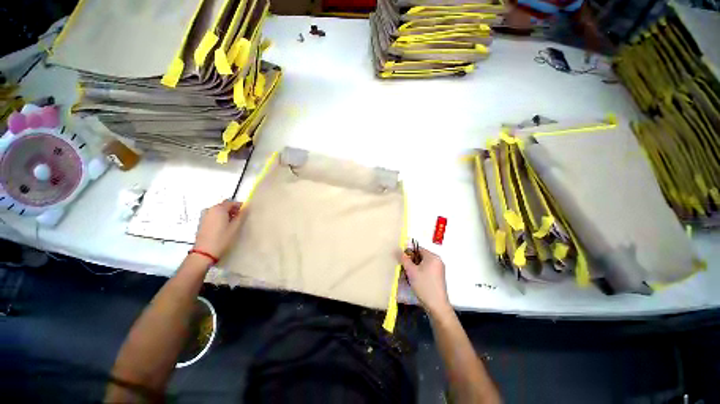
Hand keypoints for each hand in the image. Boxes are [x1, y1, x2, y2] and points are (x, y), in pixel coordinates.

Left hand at [193, 201, 244, 259]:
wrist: (204, 252)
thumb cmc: (222, 238)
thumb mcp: (235, 227)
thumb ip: (242, 215)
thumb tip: (246, 207)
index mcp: (219, 208)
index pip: (232, 202)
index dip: (240, 206)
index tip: (245, 212)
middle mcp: (210, 209)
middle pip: (224, 205)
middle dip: (233, 209)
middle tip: (240, 218)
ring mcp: (204, 215)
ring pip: (218, 210)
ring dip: (226, 214)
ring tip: (232, 223)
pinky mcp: (202, 222)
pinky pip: (213, 215)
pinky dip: (220, 218)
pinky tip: (223, 227)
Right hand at [400, 246, 451, 317]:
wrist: (437, 306)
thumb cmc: (424, 285)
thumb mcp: (411, 271)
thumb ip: (404, 259)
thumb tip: (397, 250)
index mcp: (433, 256)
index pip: (417, 248)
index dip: (408, 252)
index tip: (401, 259)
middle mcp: (437, 260)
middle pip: (420, 255)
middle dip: (410, 260)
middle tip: (403, 268)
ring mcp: (439, 269)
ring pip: (422, 263)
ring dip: (414, 267)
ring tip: (407, 274)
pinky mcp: (438, 277)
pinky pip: (426, 269)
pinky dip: (419, 272)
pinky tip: (414, 279)